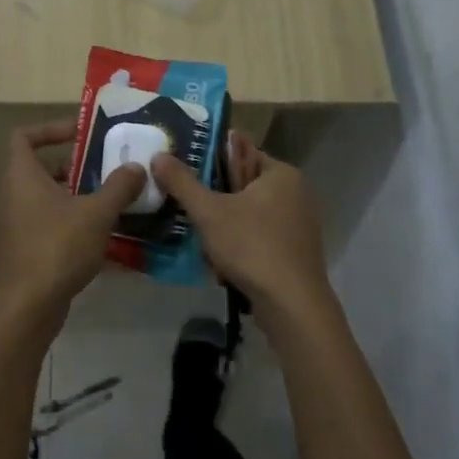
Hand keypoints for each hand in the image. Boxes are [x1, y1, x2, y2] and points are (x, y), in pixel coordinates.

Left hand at [0, 121, 144, 338]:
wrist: (27, 307)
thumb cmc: (58, 247)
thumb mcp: (96, 213)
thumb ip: (119, 186)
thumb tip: (137, 166)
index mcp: (22, 176)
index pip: (24, 136)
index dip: (50, 129)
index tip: (81, 134)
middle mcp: (12, 195)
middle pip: (39, 167)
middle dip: (74, 165)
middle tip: (105, 168)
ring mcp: (15, 224)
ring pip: (45, 197)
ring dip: (75, 194)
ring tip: (110, 199)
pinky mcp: (23, 249)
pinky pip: (47, 223)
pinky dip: (70, 220)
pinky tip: (100, 233)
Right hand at [151, 132, 336, 328]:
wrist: (292, 306)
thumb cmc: (252, 246)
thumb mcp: (209, 212)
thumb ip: (182, 182)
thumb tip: (158, 156)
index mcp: (281, 173)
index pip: (240, 152)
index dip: (210, 162)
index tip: (183, 174)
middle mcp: (296, 193)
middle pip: (244, 185)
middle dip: (216, 199)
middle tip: (188, 210)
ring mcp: (300, 224)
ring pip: (250, 214)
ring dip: (226, 226)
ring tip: (201, 239)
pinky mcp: (297, 252)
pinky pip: (261, 237)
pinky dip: (242, 245)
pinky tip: (223, 262)